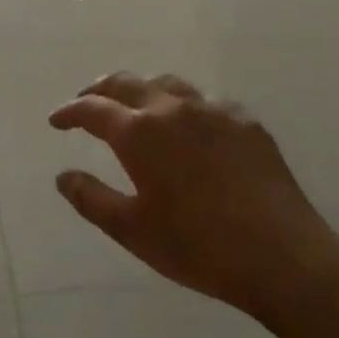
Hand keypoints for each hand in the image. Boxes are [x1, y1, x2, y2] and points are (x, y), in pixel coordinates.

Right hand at [49, 73, 336, 323]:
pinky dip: (183, 106)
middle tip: (87, 103)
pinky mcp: (246, 121)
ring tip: (135, 107)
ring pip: (168, 84)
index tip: (56, 120)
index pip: (92, 109)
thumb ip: (91, 198)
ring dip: (142, 90)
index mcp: (139, 132)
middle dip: (100, 90)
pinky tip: (189, 128)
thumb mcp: (132, 230)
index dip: (70, 111)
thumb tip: (63, 176)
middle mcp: (173, 108)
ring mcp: (214, 110)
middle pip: (127, 82)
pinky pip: (205, 102)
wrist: (282, 255)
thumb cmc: (197, 246)